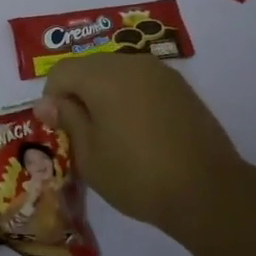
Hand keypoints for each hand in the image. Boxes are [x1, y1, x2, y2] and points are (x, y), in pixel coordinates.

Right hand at [36, 55, 242, 231]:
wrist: (208, 191)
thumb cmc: (137, 175)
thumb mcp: (89, 155)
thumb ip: (67, 120)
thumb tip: (47, 102)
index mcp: (102, 76)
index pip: (61, 71)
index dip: (51, 98)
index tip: (57, 128)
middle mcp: (130, 63)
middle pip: (89, 66)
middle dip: (78, 92)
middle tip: (81, 131)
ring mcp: (160, 73)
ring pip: (117, 72)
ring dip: (105, 93)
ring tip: (110, 131)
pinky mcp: (181, 88)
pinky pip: (142, 82)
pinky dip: (130, 97)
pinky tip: (137, 130)